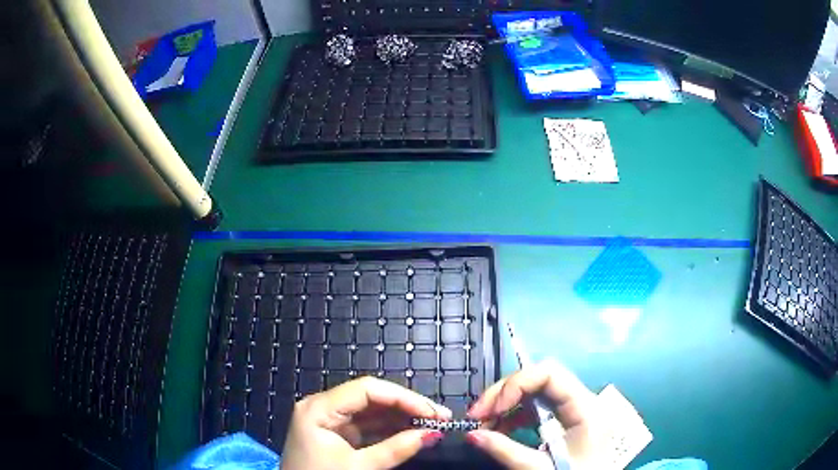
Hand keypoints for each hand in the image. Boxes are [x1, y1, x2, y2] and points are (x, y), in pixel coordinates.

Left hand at [281, 376, 451, 469]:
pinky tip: (412, 432)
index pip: (367, 389)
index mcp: (319, 408)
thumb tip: (432, 433)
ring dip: (401, 418)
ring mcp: (329, 420)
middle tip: (440, 416)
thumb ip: (396, 448)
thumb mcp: (360, 467)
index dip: (403, 397)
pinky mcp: (335, 434)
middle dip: (406, 406)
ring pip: (371, 411)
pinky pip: (366, 426)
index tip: (433, 412)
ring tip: (432, 424)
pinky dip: (389, 429)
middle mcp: (322, 407)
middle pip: (370, 397)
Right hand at [466, 360, 598, 468]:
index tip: (489, 408)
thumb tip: (471, 434)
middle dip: (504, 393)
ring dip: (505, 404)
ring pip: (535, 392)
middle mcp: (583, 402)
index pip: (549, 373)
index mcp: (586, 408)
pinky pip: (537, 408)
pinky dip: (514, 415)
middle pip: (539, 379)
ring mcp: (575, 410)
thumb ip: (506, 451)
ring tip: (483, 423)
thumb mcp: (540, 468)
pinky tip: (498, 428)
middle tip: (477, 414)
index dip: (515, 384)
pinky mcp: (566, 421)